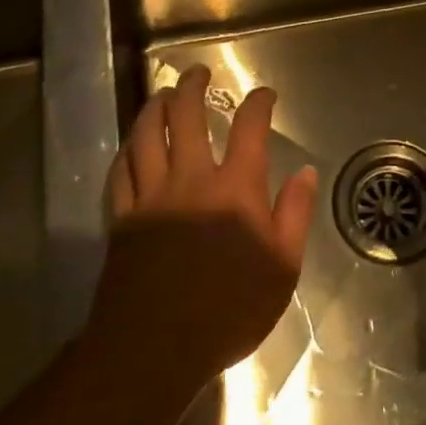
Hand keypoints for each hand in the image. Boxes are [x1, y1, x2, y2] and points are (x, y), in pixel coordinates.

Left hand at [89, 65, 317, 385]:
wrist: (154, 351)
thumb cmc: (228, 311)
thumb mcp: (282, 269)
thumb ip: (294, 215)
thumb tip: (304, 172)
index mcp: (236, 188)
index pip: (249, 127)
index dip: (258, 103)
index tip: (264, 94)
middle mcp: (192, 179)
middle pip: (187, 117)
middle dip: (192, 87)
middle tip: (196, 73)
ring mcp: (152, 196)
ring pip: (147, 136)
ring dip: (155, 108)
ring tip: (162, 94)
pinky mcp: (122, 218)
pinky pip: (121, 172)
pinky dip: (127, 150)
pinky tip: (132, 144)